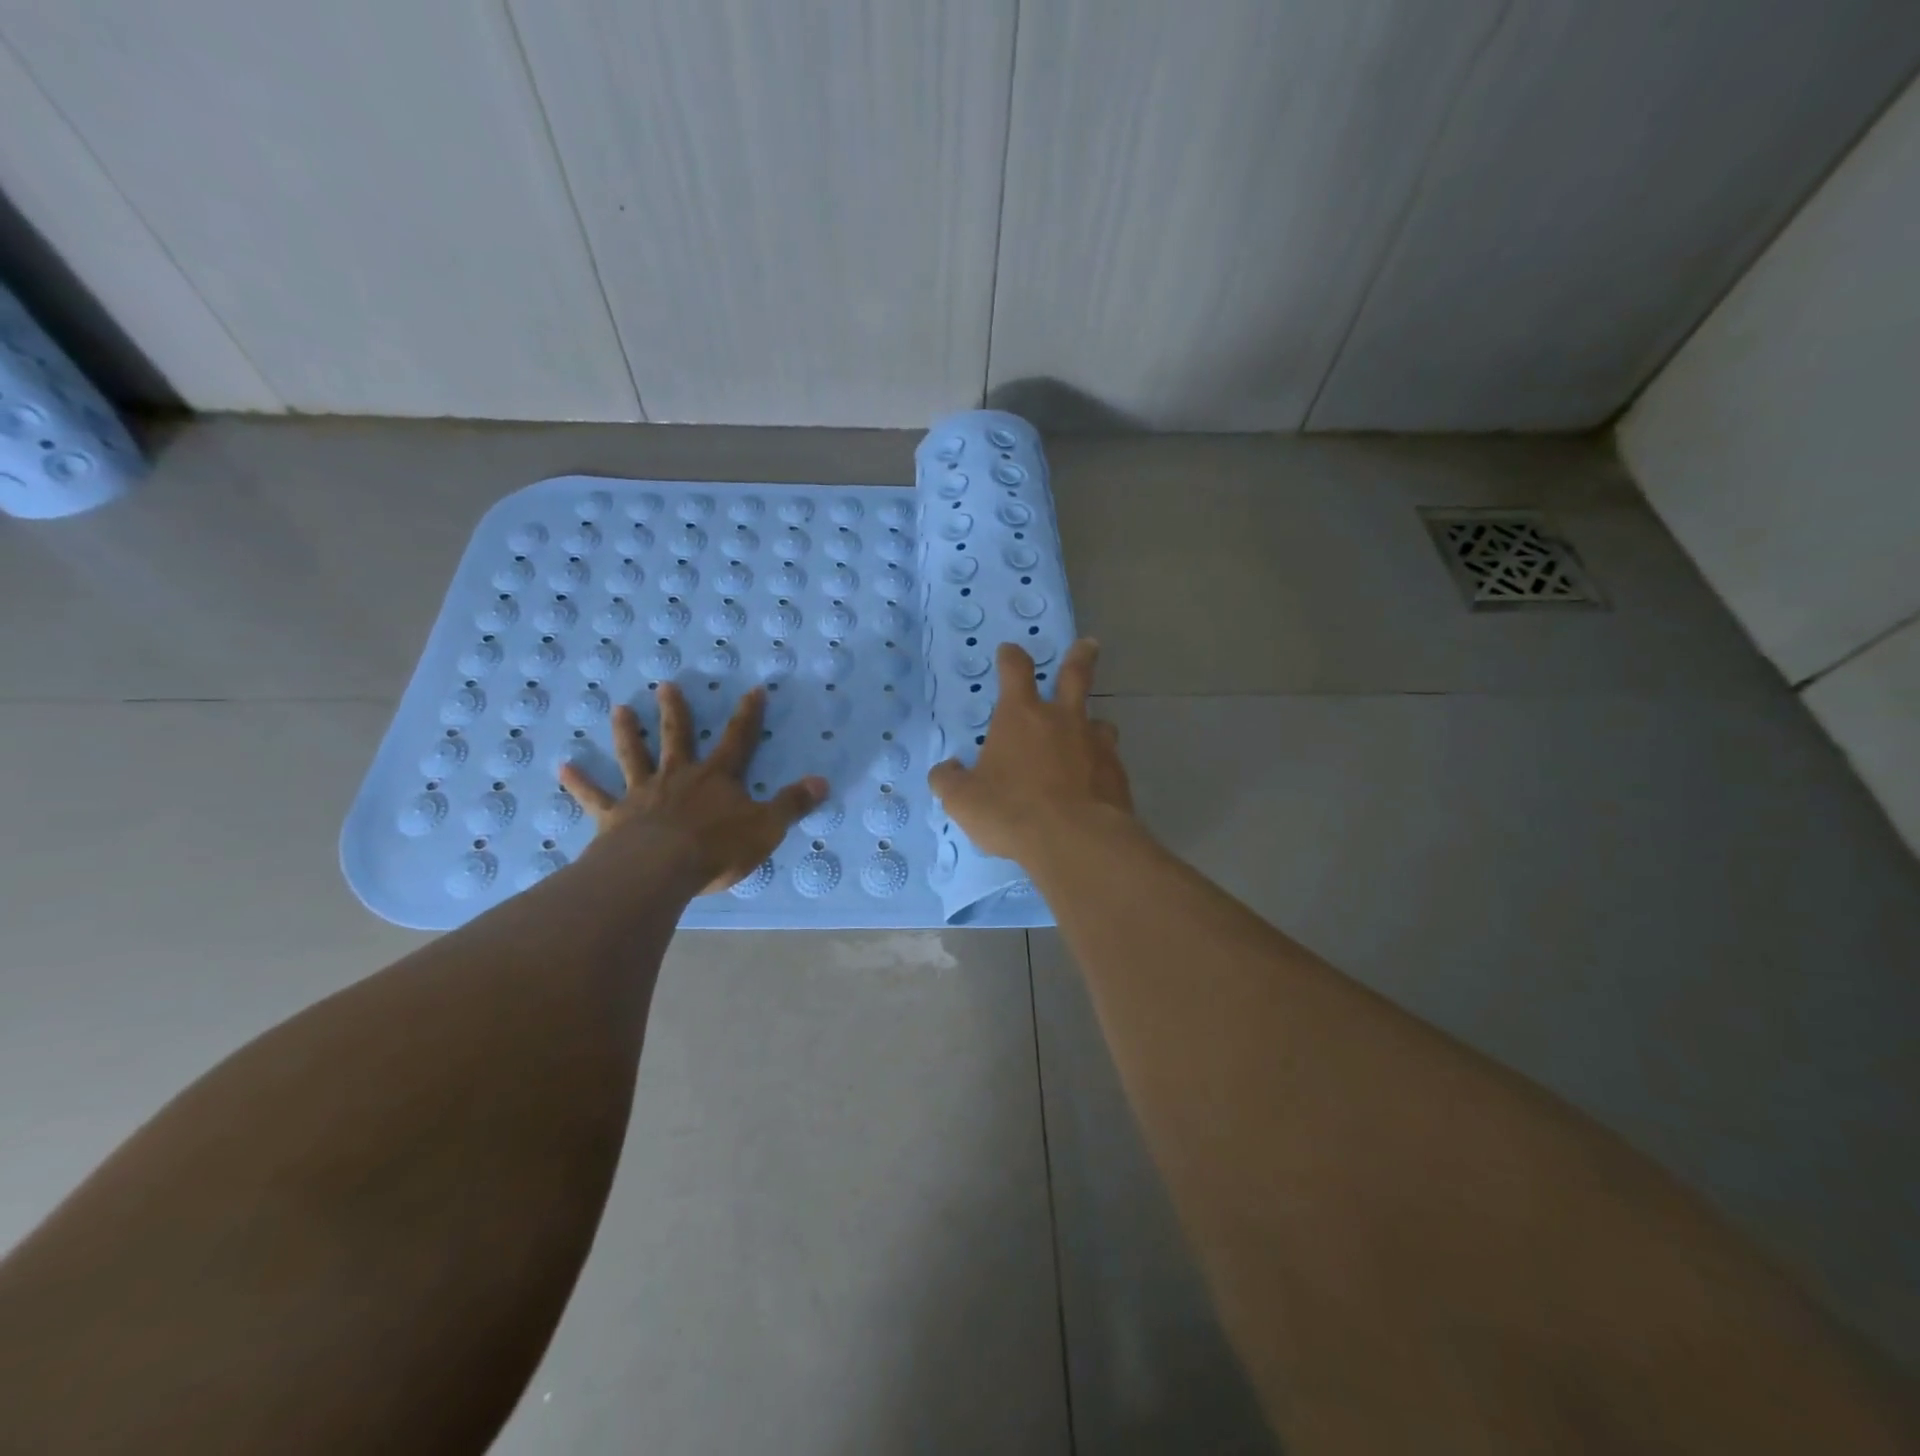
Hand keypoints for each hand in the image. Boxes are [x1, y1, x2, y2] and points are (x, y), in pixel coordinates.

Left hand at [558, 683, 827, 893]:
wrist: (659, 870)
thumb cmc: (716, 848)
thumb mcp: (766, 828)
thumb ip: (792, 804)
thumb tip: (823, 782)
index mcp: (717, 778)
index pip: (738, 739)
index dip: (748, 715)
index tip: (754, 689)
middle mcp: (679, 777)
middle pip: (677, 737)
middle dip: (675, 711)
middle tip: (665, 684)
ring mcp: (643, 794)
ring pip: (634, 756)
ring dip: (628, 733)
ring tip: (619, 709)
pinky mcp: (615, 817)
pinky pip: (595, 797)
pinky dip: (579, 783)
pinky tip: (562, 767)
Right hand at [928, 639, 1132, 865]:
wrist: (1075, 841)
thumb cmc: (1011, 811)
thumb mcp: (963, 800)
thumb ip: (949, 780)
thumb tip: (945, 770)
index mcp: (1021, 716)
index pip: (1016, 670)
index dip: (1011, 657)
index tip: (1010, 651)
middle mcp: (1062, 719)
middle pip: (1076, 675)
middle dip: (1080, 657)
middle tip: (1089, 645)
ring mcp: (1095, 744)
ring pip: (1100, 722)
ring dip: (1093, 723)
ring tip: (1091, 733)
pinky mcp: (1117, 774)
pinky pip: (1109, 760)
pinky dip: (1101, 765)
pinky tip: (1095, 783)